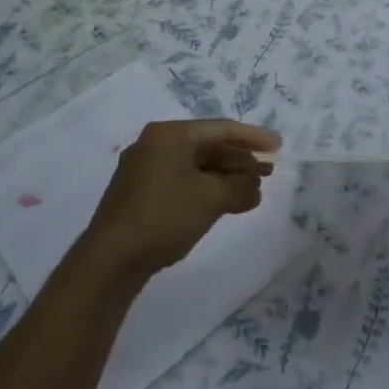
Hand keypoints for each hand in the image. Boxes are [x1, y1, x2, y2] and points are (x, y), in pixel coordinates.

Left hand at [80, 119, 280, 283]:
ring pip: (196, 166)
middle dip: (240, 160)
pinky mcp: (141, 194)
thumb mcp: (211, 198)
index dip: (253, 138)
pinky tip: (228, 204)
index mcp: (170, 134)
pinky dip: (207, 189)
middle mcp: (156, 144)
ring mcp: (146, 170)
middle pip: (208, 146)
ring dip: (226, 178)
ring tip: (254, 190)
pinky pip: (183, 182)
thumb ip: (240, 187)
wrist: (110, 260)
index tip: (278, 146)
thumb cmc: (164, 216)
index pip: (221, 129)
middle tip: (269, 171)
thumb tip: (255, 186)